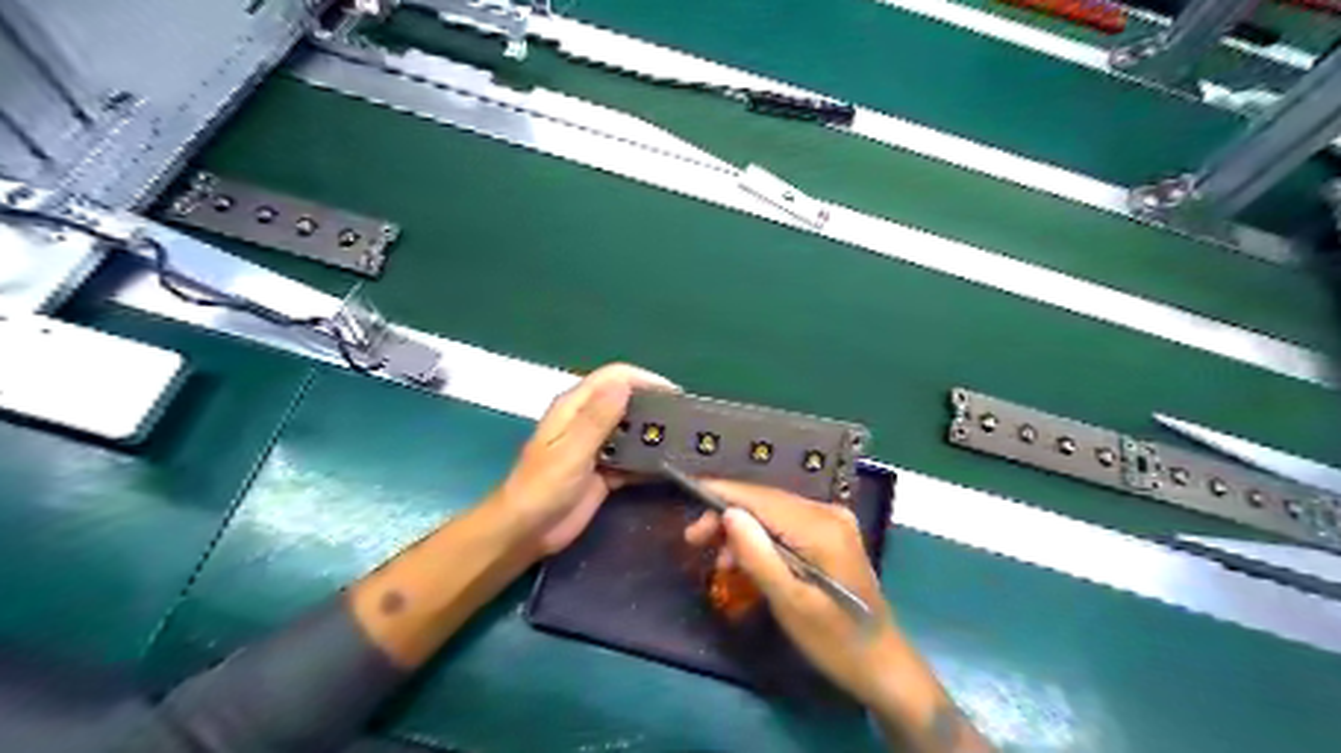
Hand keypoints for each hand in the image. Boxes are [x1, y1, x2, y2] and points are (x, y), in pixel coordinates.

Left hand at [493, 360, 675, 559]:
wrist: (525, 533)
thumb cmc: (541, 488)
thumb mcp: (571, 451)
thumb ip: (597, 418)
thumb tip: (624, 384)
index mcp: (574, 407)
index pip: (614, 378)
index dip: (644, 379)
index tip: (674, 395)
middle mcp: (588, 421)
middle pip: (627, 401)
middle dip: (655, 406)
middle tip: (687, 420)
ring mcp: (597, 447)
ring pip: (632, 431)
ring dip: (655, 434)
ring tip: (687, 442)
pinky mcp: (605, 472)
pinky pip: (632, 459)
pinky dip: (649, 461)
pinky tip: (671, 467)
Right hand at [686, 483, 903, 712]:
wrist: (881, 664)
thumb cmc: (834, 640)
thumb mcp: (790, 602)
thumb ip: (758, 555)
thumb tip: (728, 514)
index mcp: (821, 527)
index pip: (762, 498)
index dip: (723, 494)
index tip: (687, 492)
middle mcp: (828, 513)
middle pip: (767, 501)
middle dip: (728, 515)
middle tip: (694, 539)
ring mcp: (833, 522)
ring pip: (774, 512)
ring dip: (743, 530)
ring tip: (719, 560)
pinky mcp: (832, 535)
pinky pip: (787, 525)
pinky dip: (763, 538)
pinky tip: (746, 559)